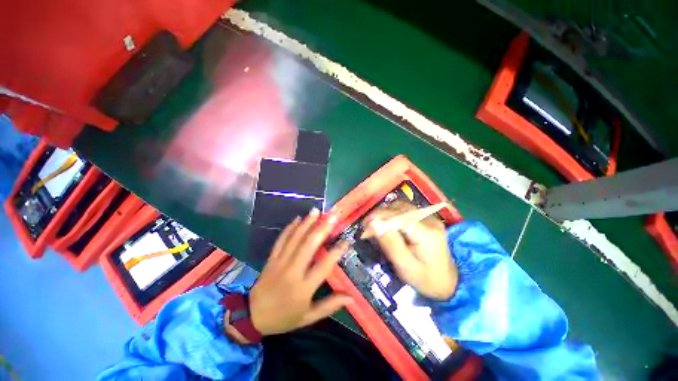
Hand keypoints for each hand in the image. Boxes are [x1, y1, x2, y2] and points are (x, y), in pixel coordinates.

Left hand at [248, 208, 352, 335]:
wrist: (252, 317)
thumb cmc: (284, 318)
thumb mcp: (309, 317)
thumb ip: (330, 305)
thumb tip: (351, 298)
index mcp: (303, 288)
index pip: (324, 265)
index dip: (337, 251)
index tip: (347, 241)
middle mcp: (292, 271)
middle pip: (309, 246)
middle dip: (322, 229)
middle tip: (332, 217)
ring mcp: (280, 263)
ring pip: (295, 239)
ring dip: (307, 223)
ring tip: (316, 211)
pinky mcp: (271, 259)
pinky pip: (281, 240)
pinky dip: (289, 228)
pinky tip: (297, 218)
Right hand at [365, 201, 456, 299]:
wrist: (449, 282)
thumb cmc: (425, 279)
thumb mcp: (405, 266)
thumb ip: (390, 244)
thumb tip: (374, 224)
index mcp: (426, 234)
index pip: (399, 217)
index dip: (380, 216)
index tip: (365, 224)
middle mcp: (430, 220)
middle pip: (400, 208)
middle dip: (381, 214)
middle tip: (368, 226)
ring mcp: (430, 217)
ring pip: (402, 206)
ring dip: (387, 213)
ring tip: (377, 224)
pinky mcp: (428, 218)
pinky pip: (406, 210)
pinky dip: (394, 214)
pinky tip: (388, 224)